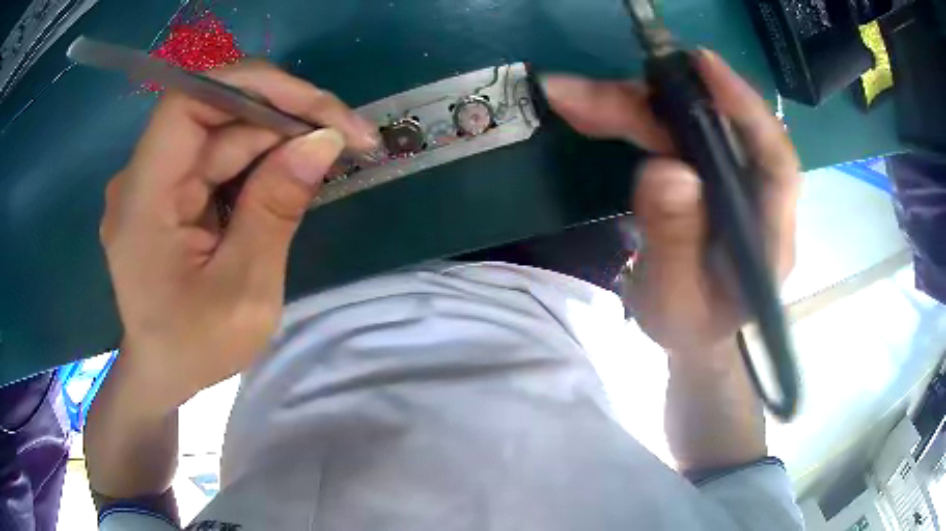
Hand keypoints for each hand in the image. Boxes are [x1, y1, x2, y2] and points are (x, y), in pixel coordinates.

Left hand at [101, 61, 378, 409]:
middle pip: (214, 114)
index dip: (253, 87)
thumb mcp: (244, 292)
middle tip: (348, 138)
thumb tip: (322, 141)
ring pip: (222, 133)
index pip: (188, 102)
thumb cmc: (195, 348)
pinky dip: (259, 159)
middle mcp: (141, 177)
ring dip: (278, 138)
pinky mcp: (168, 191)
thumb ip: (275, 209)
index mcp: (142, 201)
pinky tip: (292, 173)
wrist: (162, 374)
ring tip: (330, 155)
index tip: (317, 108)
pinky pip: (217, 157)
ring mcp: (154, 182)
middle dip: (283, 117)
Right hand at [542, 50, 799, 357]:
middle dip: (651, 103)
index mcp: (769, 232)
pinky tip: (589, 111)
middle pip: (712, 127)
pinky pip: (666, 134)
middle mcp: (754, 192)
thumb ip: (675, 244)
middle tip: (585, 93)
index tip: (703, 65)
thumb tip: (663, 170)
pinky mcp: (701, 173)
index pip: (775, 159)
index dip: (745, 107)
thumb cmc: (693, 327)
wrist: (694, 333)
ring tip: (571, 98)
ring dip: (628, 106)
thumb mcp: (677, 301)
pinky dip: (627, 118)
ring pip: (682, 123)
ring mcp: (725, 178)